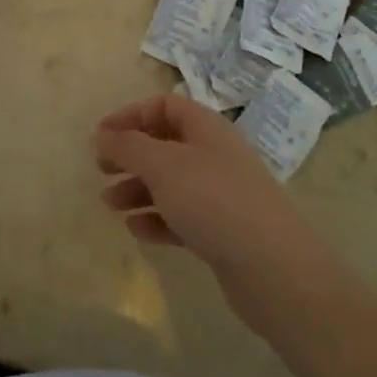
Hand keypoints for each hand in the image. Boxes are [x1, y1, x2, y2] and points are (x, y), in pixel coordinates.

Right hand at [94, 94, 308, 282]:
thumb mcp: (163, 166)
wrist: (274, 269)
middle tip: (101, 170)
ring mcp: (221, 194)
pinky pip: (182, 216)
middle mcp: (215, 155)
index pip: (164, 106)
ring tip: (110, 205)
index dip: (130, 116)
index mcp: (206, 128)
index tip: (101, 136)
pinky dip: (157, 219)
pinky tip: (137, 231)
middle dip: (131, 155)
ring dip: (138, 190)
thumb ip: (128, 146)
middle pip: (165, 144)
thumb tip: (102, 133)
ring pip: (171, 183)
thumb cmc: (213, 201)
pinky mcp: (223, 231)